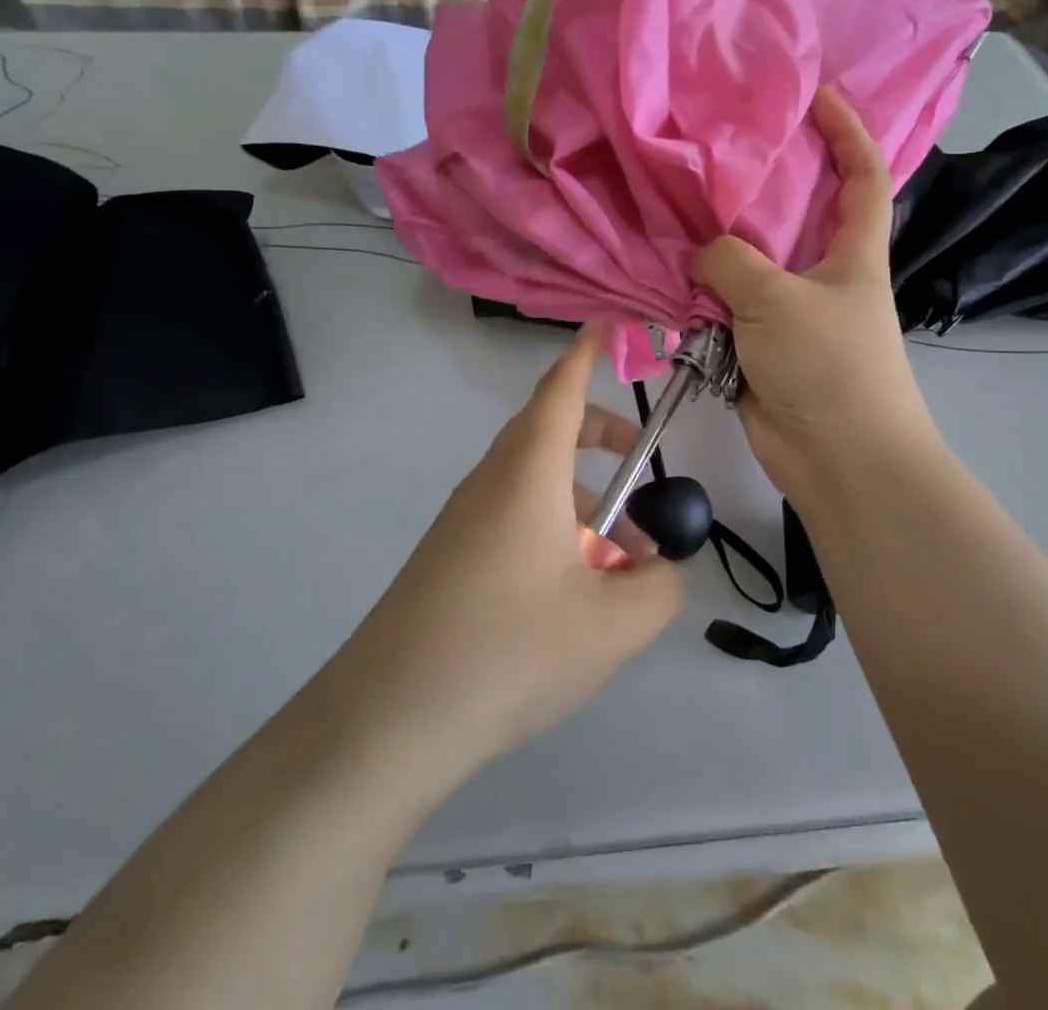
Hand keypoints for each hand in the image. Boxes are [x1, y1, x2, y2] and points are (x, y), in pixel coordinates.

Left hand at [340, 328, 683, 773]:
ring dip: (578, 498)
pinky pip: (509, 518)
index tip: (607, 327)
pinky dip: (550, 529)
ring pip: (530, 481)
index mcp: (527, 474)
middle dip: (596, 433)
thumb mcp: (613, 625)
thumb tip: (660, 566)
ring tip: (616, 563)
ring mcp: (462, 520)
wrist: (387, 721)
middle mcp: (490, 482)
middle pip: (546, 430)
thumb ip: (660, 586)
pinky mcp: (447, 557)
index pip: (559, 390)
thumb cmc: (509, 652)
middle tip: (638, 458)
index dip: (585, 354)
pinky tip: (566, 598)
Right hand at [692, 88, 938, 500]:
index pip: (862, 174)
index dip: (847, 129)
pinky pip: (722, 310)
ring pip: (746, 265)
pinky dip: (697, 298)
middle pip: (791, 215)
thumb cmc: (829, 365)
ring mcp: (788, 313)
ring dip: (713, 248)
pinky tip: (661, 273)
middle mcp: (821, 275)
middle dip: (758, 183)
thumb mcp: (779, 299)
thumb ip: (730, 262)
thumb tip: (699, 256)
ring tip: (669, 207)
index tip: (814, 93)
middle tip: (711, 150)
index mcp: (853, 252)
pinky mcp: (757, 348)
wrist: (837, 460)